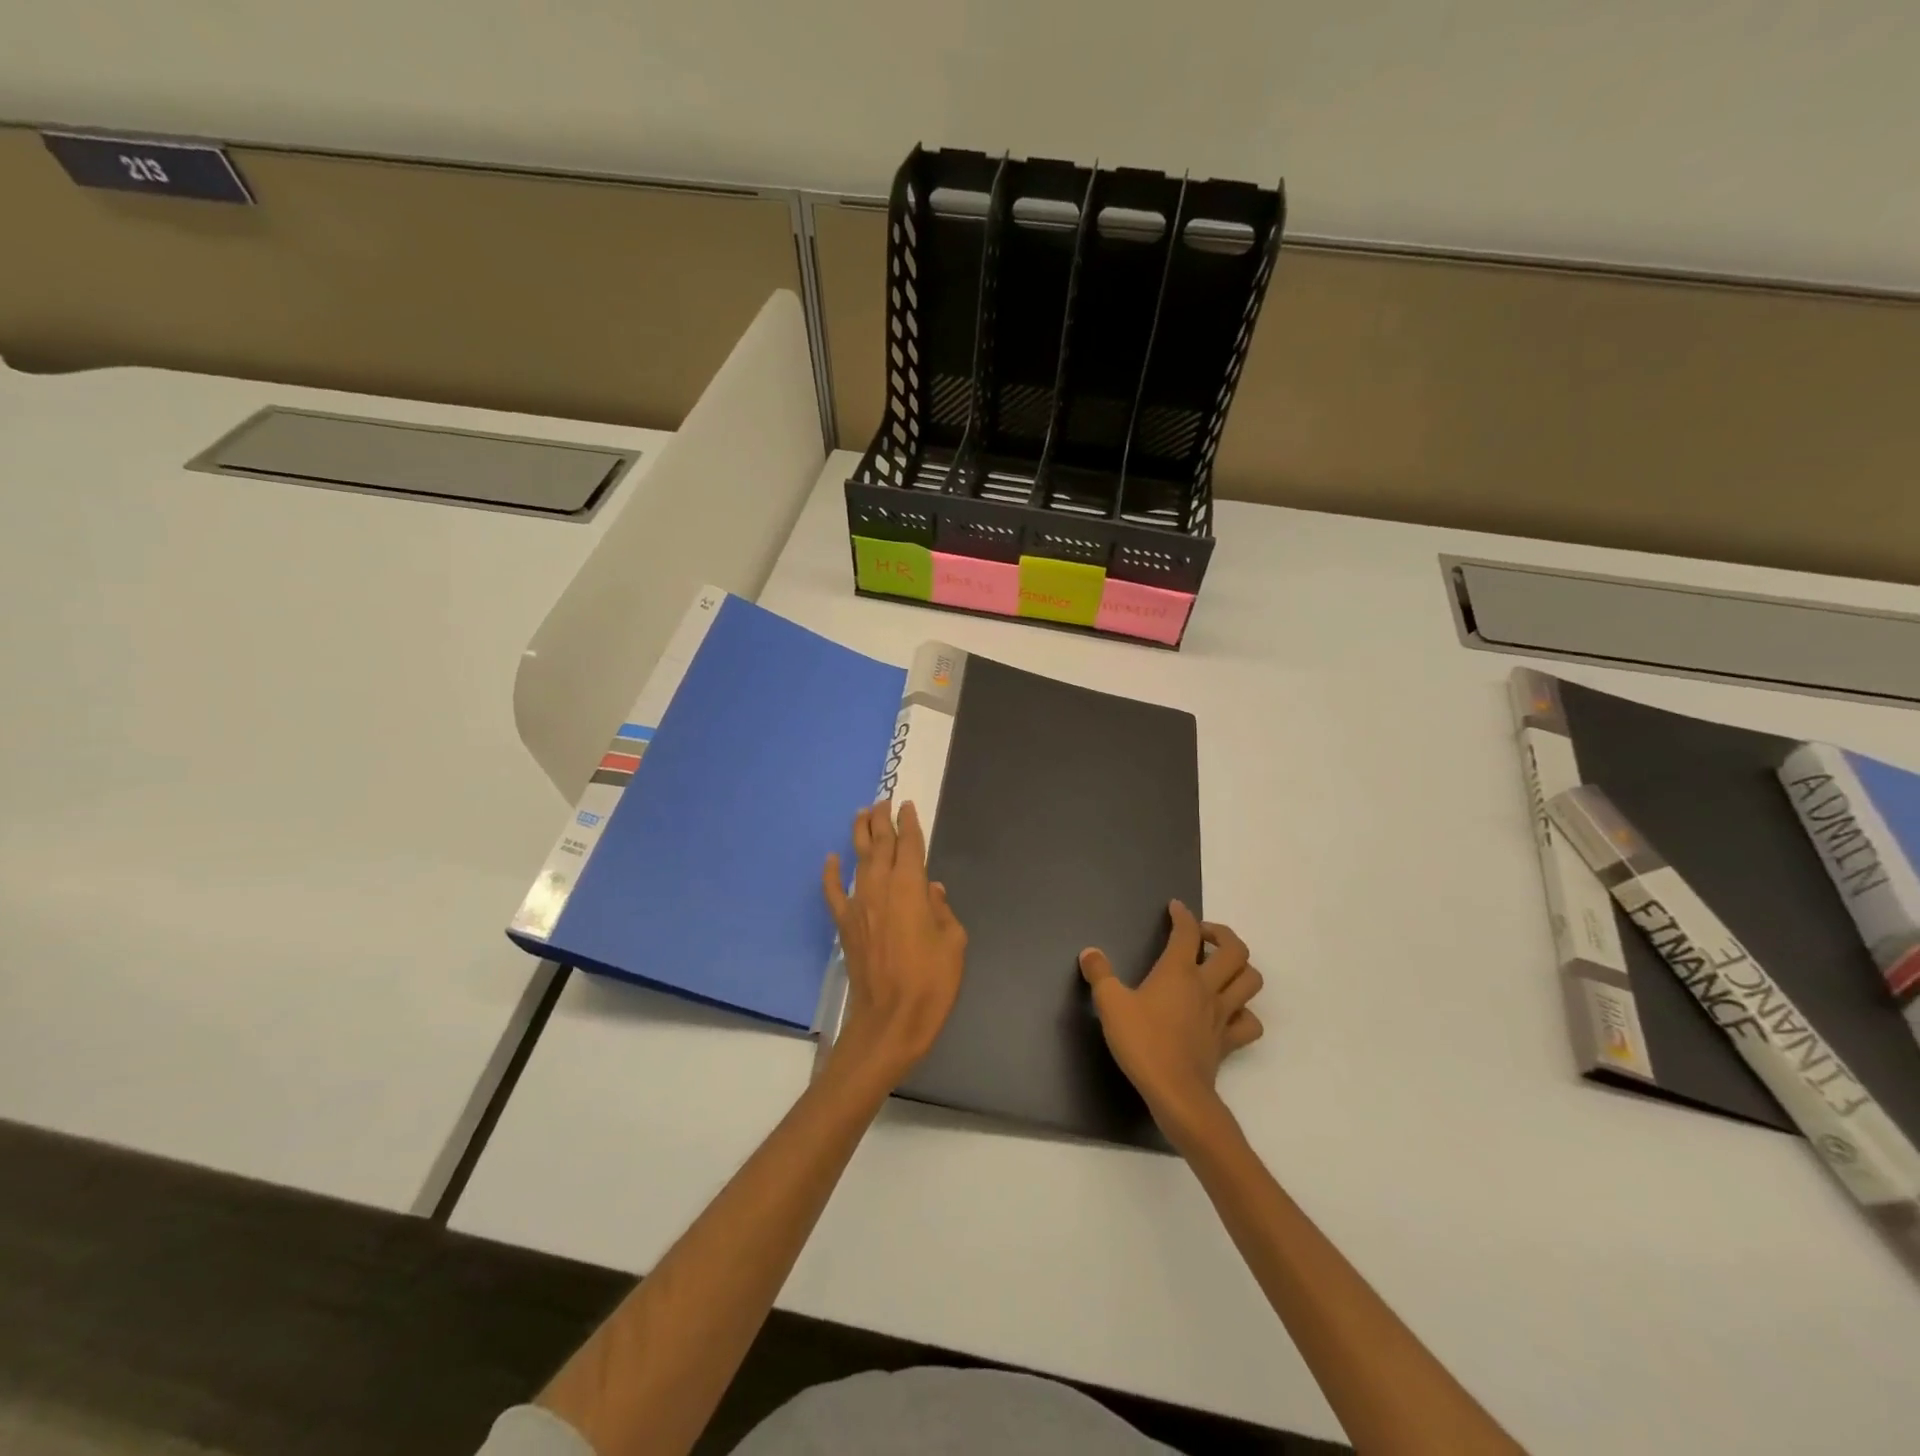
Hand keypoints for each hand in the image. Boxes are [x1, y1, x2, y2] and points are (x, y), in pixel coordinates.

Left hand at [821, 800, 967, 1092]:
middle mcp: (881, 888)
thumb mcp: (953, 943)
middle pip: (879, 844)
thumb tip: (933, 891)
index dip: (909, 823)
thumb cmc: (931, 983)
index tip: (907, 806)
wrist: (890, 1021)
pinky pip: (834, 892)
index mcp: (911, 888)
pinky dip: (831, 873)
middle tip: (883, 800)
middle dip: (882, 820)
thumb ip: (943, 911)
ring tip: (862, 813)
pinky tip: (831, 859)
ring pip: (857, 860)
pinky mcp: (845, 925)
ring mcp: (858, 905)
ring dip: (859, 834)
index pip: (910, 845)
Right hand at [1079, 900, 1263, 1141]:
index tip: (1175, 908)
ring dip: (1241, 968)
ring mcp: (1222, 1014)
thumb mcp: (1110, 1004)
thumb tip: (1090, 952)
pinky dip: (1244, 1011)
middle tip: (1203, 936)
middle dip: (1222, 934)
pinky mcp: (1228, 1040)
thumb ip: (1100, 974)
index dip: (1182, 915)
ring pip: (1250, 981)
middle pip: (1235, 950)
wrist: (1175, 1092)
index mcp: (1178, 971)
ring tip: (1220, 967)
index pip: (1187, 932)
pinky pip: (1250, 1021)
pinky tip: (1228, 1011)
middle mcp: (1206, 986)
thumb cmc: (1142, 1042)